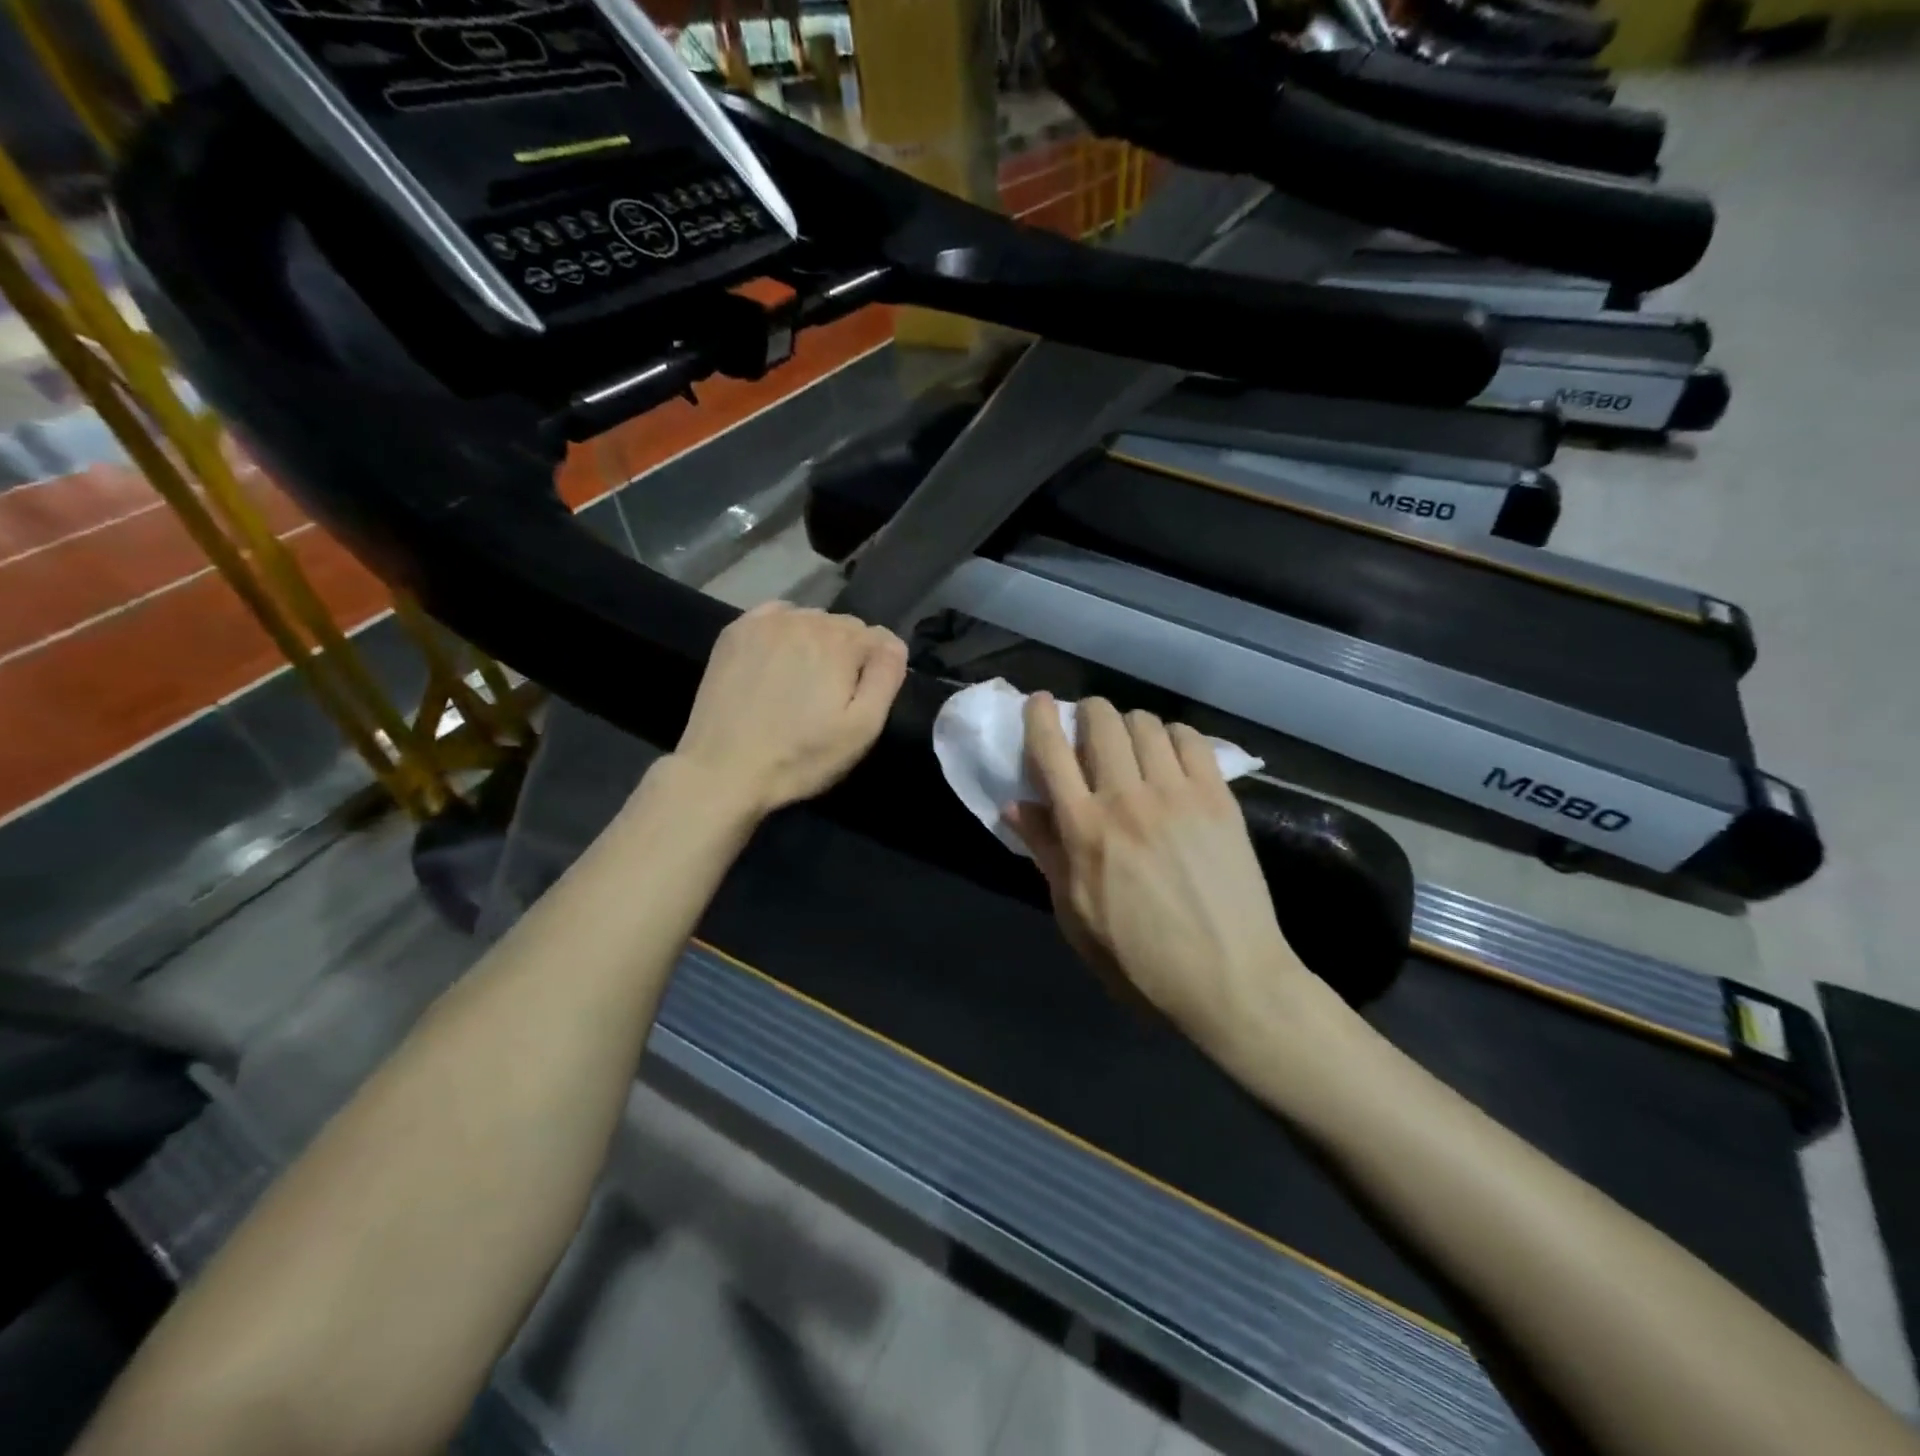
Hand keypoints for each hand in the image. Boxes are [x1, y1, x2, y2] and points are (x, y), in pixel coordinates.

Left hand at [674, 602, 907, 817]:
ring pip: (810, 619)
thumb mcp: (862, 729)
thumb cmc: (800, 756)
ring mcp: (766, 622)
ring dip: (816, 641)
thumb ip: (886, 678)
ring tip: (803, 681)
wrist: (722, 769)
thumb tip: (894, 644)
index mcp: (841, 642)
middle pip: (844, 626)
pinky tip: (779, 659)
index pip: (879, 638)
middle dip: (848, 653)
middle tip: (832, 695)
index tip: (863, 698)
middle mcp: (805, 619)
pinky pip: (775, 616)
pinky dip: (785, 630)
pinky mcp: (735, 632)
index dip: (877, 668)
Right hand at [1003, 694, 1325, 1050]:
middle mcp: (1127, 799)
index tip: (1038, 703)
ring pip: (1144, 723)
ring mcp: (1177, 794)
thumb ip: (1046, 853)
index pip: (1050, 752)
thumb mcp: (1075, 915)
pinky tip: (1170, 754)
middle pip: (1100, 721)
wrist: (1229, 979)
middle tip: (1087, 728)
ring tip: (1130, 745)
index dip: (1039, 717)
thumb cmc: (1139, 960)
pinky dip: (1172, 735)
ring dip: (1128, 724)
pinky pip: (1190, 739)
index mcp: (1084, 830)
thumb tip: (1015, 805)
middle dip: (1087, 712)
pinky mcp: (1218, 798)